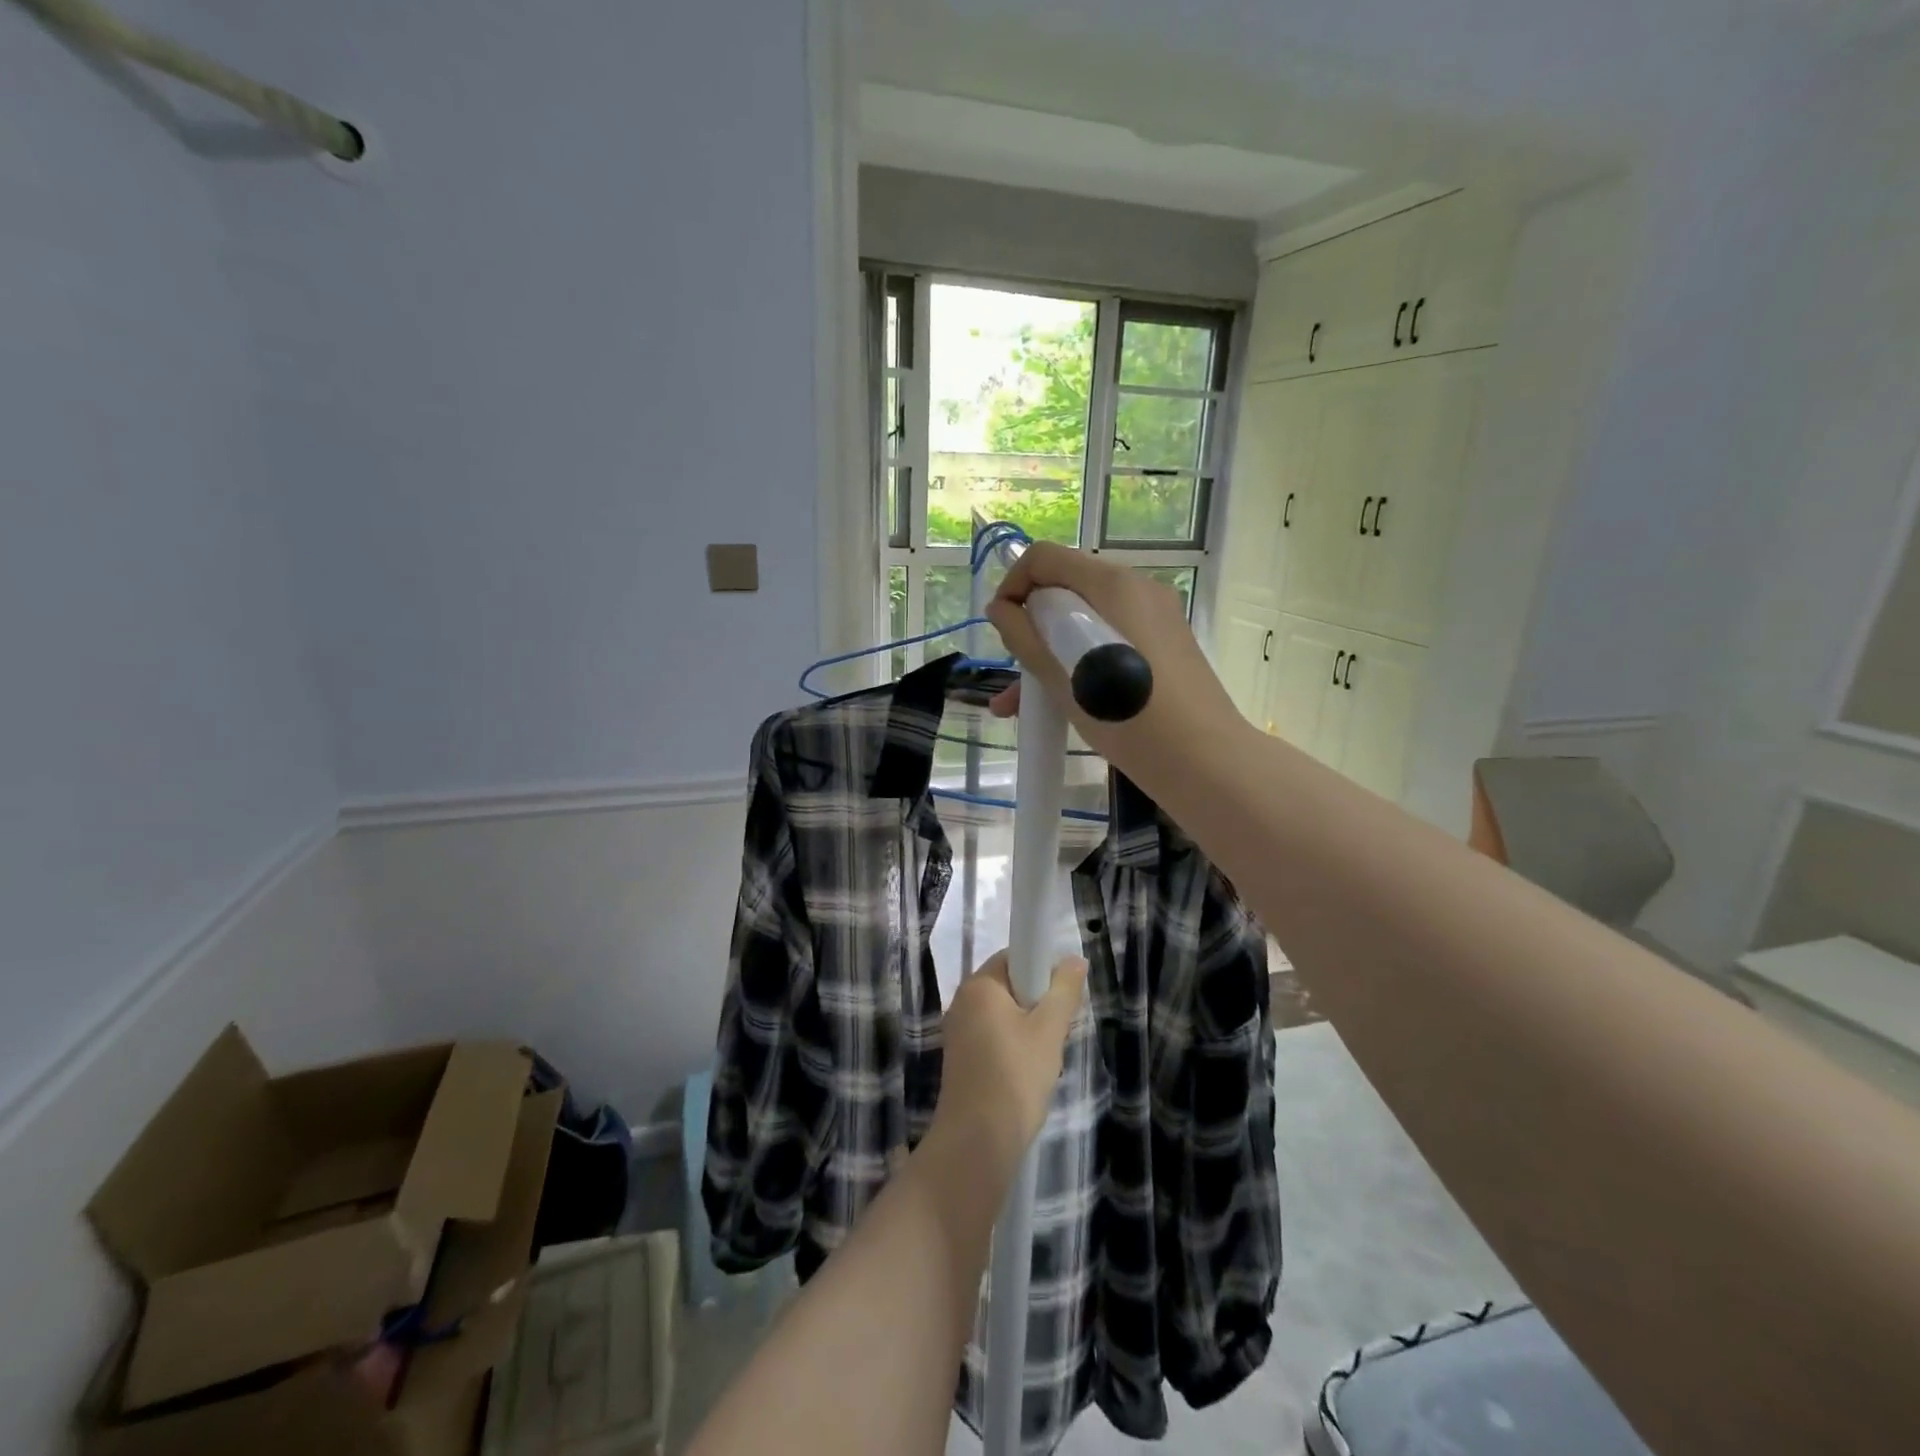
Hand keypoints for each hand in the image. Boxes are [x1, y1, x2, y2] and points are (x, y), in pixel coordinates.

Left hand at [930, 951, 1087, 1171]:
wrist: (977, 1141)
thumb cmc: (1016, 1075)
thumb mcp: (1049, 1030)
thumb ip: (1064, 991)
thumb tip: (1074, 960)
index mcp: (980, 985)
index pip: (1014, 956)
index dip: (1041, 969)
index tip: (1061, 996)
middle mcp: (962, 1000)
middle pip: (1008, 986)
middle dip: (1037, 1003)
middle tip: (1057, 1031)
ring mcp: (957, 1030)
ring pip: (1003, 1014)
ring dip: (1027, 1028)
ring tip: (1044, 1057)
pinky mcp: (959, 1057)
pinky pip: (992, 1036)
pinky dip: (1012, 1046)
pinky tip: (1026, 1073)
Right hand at [984, 543, 1245, 771]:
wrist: (1201, 759)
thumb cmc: (1124, 714)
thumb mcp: (1061, 676)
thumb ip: (1023, 635)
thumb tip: (1001, 608)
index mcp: (1111, 584)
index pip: (1044, 558)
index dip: (1012, 585)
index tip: (1001, 629)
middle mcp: (1137, 587)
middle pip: (1067, 589)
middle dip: (1031, 628)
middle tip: (1014, 674)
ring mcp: (1157, 615)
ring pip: (1088, 620)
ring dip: (1051, 652)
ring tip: (1021, 707)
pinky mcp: (1167, 644)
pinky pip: (1111, 638)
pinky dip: (1082, 660)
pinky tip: (1064, 704)